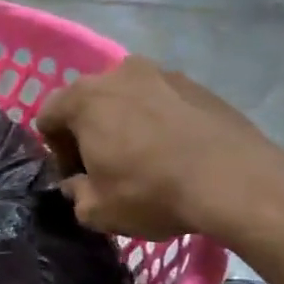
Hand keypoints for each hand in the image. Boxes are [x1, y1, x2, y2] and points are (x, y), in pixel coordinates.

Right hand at [35, 57, 283, 240]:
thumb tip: (77, 185)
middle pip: (88, 102)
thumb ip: (75, 194)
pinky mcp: (197, 84)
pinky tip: (175, 152)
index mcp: (84, 98)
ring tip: (145, 158)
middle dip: (90, 132)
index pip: (48, 117)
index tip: (78, 176)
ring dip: (126, 123)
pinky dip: (159, 121)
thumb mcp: (97, 210)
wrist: (234, 181)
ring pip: (128, 98)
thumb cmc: (151, 192)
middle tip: (107, 167)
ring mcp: (162, 73)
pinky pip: (162, 101)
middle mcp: (118, 73)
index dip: (56, 151)